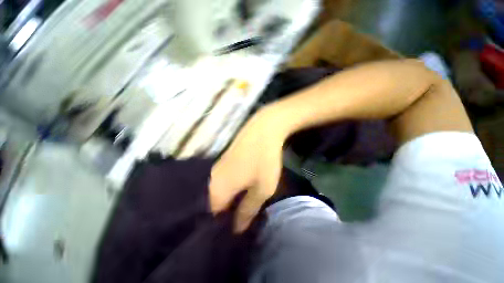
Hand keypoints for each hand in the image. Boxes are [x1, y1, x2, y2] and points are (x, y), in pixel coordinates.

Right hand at [209, 108, 285, 231]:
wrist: (262, 130)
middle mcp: (211, 179)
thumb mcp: (262, 189)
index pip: (213, 217)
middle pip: (214, 204)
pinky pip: (222, 180)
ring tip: (241, 204)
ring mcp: (217, 168)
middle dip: (226, 212)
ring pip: (219, 191)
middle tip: (241, 216)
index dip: (224, 225)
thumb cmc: (263, 161)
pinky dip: (229, 187)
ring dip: (229, 199)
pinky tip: (240, 187)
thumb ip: (248, 210)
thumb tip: (237, 228)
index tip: (236, 227)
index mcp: (217, 190)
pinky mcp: (223, 160)